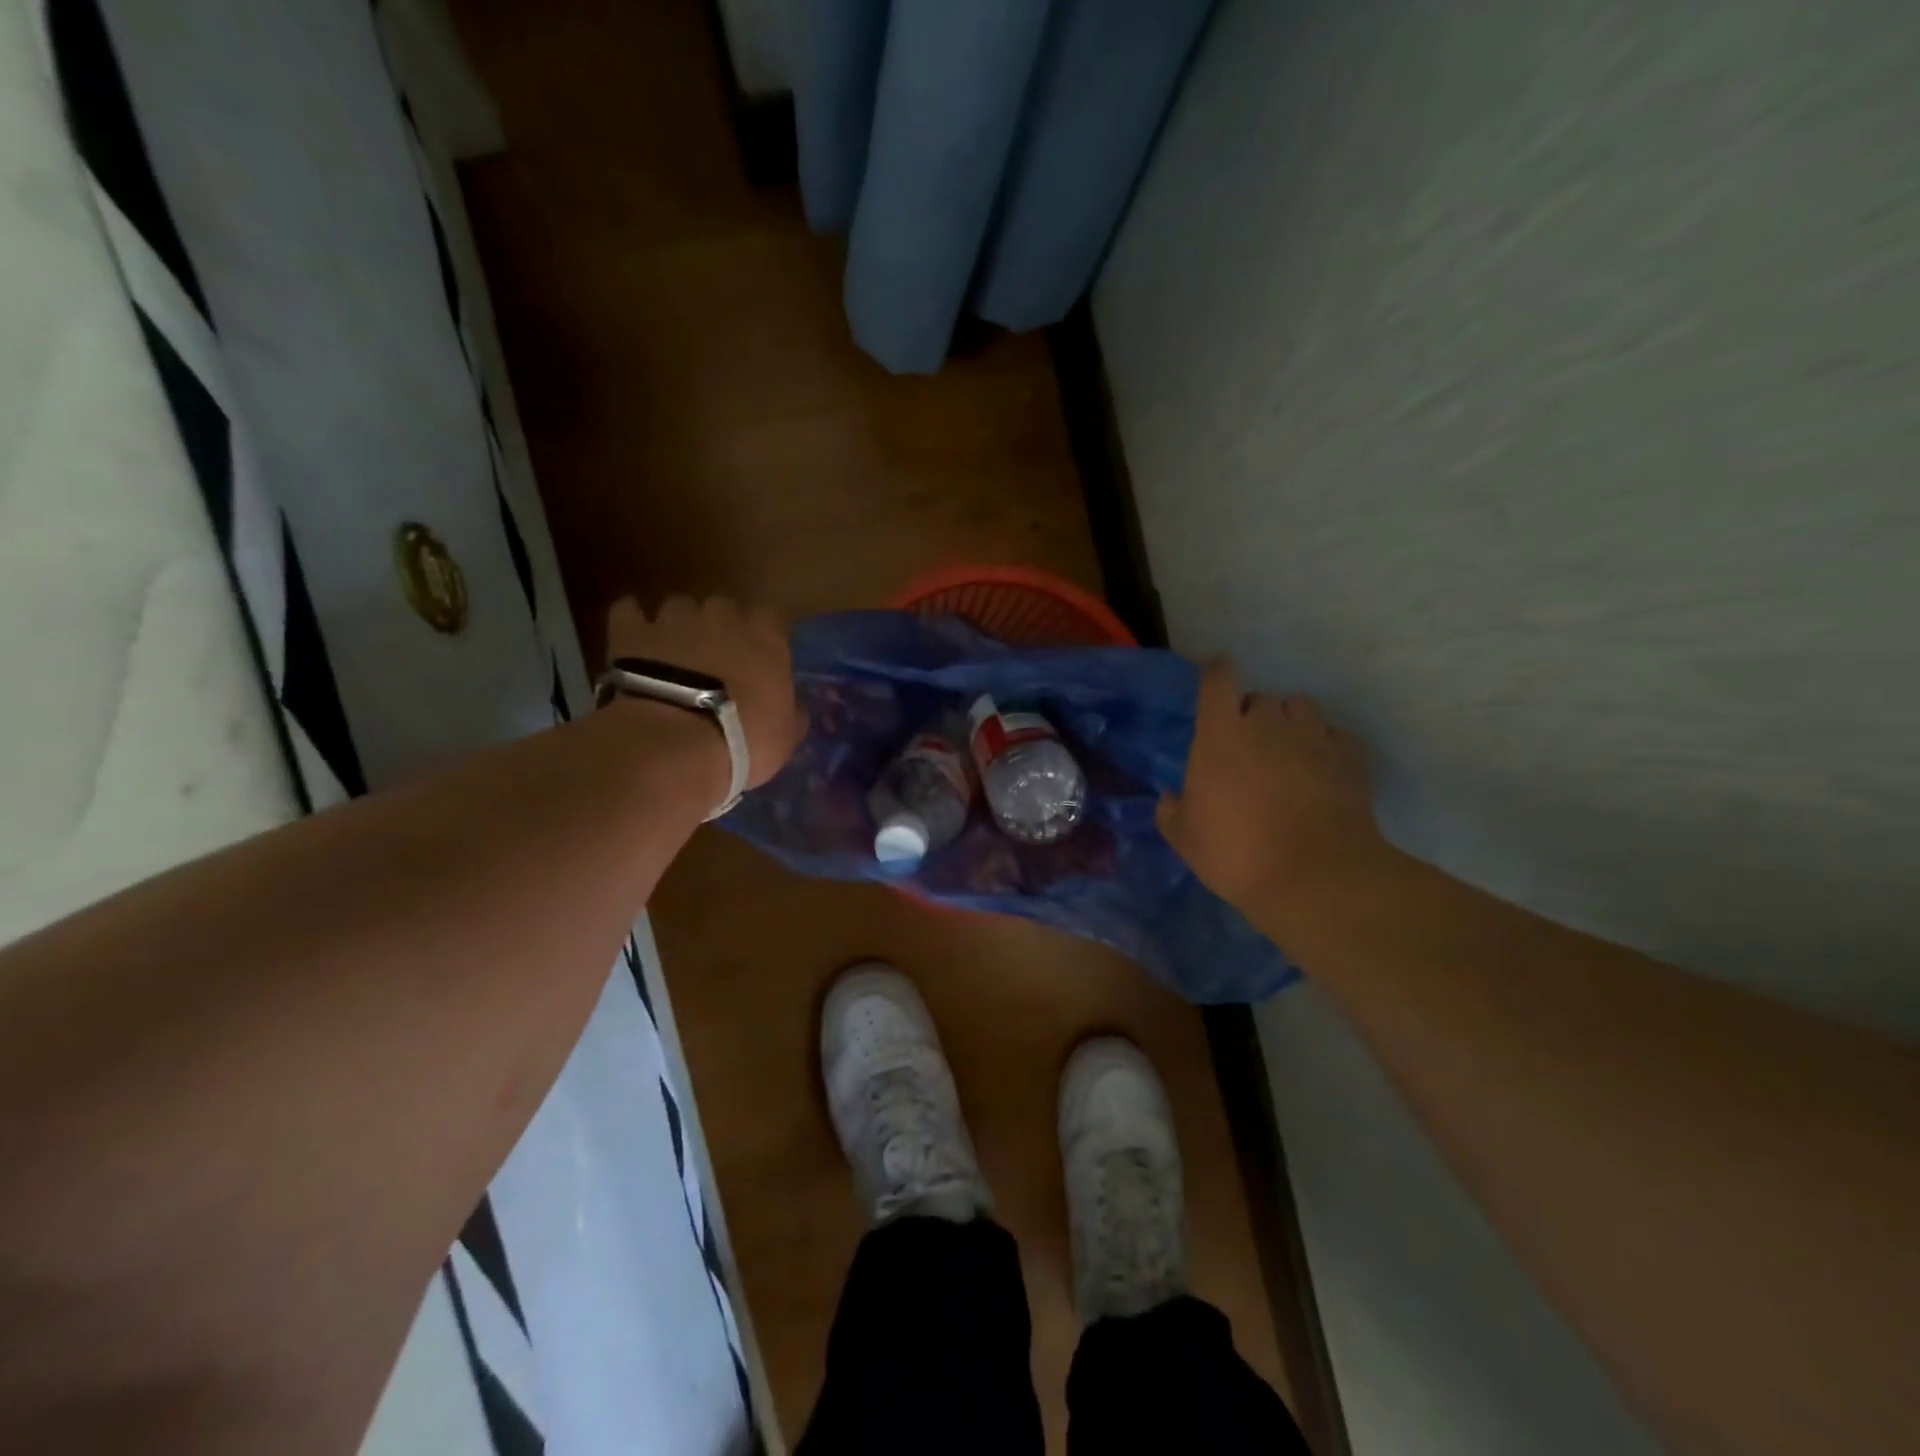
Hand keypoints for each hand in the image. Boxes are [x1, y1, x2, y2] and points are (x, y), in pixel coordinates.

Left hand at [604, 596, 804, 794]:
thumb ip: (792, 711)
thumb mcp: (786, 735)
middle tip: (716, 659)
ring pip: (679, 606)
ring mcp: (674, 621)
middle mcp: (722, 617)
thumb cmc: (744, 740)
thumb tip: (792, 705)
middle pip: (724, 607)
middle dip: (720, 627)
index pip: (771, 618)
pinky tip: (635, 641)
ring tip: (674, 654)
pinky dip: (633, 622)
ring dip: (679, 625)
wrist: (675, 744)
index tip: (760, 658)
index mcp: (766, 638)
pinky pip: (629, 611)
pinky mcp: (631, 633)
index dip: (763, 636)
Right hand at [1157, 660, 1384, 917]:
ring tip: (1288, 751)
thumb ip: (1171, 812)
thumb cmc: (1237, 853)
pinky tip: (1322, 770)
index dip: (1216, 674)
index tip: (1215, 680)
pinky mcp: (1351, 758)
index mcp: (1221, 735)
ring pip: (1301, 707)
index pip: (1218, 680)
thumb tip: (1171, 798)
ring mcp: (1314, 737)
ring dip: (1290, 722)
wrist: (1315, 878)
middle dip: (1252, 715)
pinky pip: (1336, 735)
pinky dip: (1327, 745)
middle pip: (1260, 698)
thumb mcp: (1185, 840)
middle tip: (1248, 746)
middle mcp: (1268, 724)